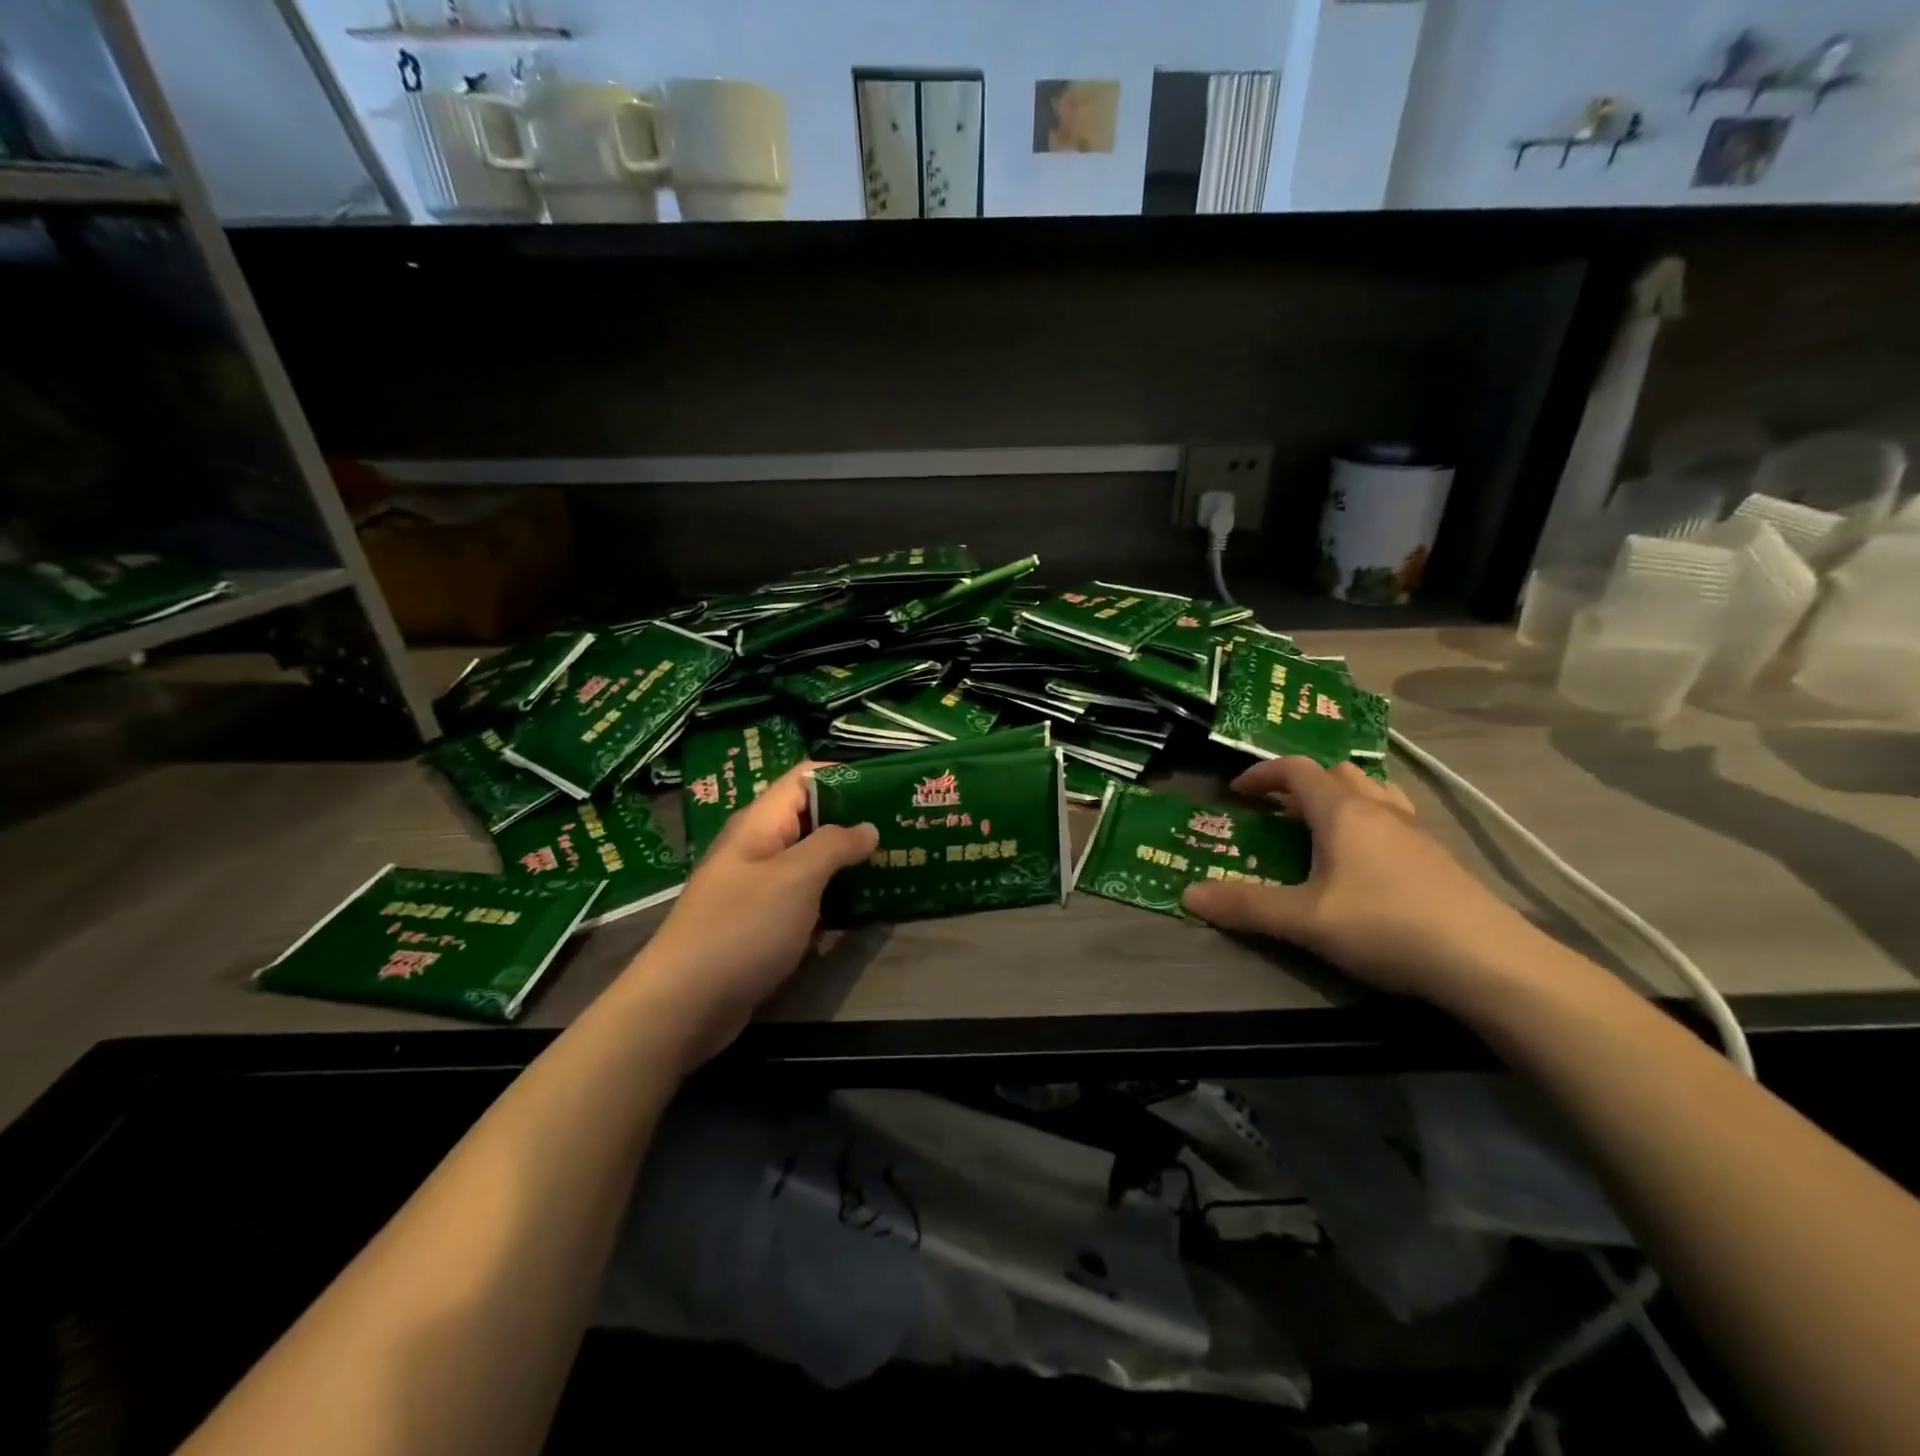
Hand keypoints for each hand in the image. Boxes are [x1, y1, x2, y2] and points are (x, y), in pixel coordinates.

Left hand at [623, 763, 876, 1068]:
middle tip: (902, 829)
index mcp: (760, 823)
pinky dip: (832, 901)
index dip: (846, 776)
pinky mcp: (762, 924)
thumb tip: (868, 827)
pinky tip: (865, 910)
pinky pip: (805, 900)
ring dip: (847, 864)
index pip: (806, 778)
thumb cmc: (741, 928)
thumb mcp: (795, 878)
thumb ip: (835, 845)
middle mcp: (758, 848)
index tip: (889, 788)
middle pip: (812, 819)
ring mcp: (759, 888)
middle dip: (855, 822)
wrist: (683, 1005)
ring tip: (895, 865)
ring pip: (811, 863)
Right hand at [1182, 757, 1538, 1003]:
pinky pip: (1393, 817)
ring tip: (1318, 829)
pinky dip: (1367, 821)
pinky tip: (1365, 860)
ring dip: (1338, 797)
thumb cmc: (1386, 926)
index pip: (1295, 769)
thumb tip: (1188, 895)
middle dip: (1298, 784)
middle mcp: (1379, 808)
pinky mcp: (1437, 857)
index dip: (1261, 774)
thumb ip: (1246, 906)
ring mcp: (1414, 831)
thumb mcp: (1305, 920)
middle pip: (1334, 772)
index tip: (1235, 793)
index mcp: (1343, 811)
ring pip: (1370, 791)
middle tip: (1275, 813)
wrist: (1488, 961)